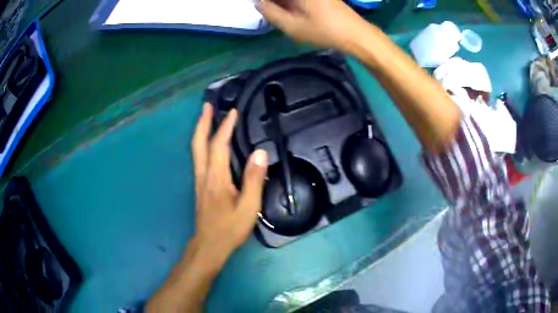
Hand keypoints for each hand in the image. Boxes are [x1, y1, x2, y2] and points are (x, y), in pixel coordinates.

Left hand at [147, 104, 267, 311]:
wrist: (209, 245)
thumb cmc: (229, 228)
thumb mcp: (248, 207)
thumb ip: (253, 179)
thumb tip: (260, 153)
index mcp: (216, 177)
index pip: (218, 145)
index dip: (225, 127)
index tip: (233, 112)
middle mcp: (203, 174)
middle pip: (198, 143)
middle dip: (202, 122)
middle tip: (207, 106)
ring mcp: (199, 180)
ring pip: (196, 150)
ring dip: (200, 131)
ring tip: (207, 118)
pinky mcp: (199, 186)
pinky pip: (199, 157)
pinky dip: (202, 143)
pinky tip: (209, 143)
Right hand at [257, 0, 365, 50]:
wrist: (356, 34)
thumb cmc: (324, 31)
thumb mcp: (292, 26)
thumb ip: (271, 13)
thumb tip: (258, 3)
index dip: (263, 1)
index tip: (260, 7)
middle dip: (273, 2)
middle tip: (267, 11)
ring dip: (281, 4)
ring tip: (277, 14)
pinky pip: (299, 0)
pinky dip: (291, 4)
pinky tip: (290, 12)